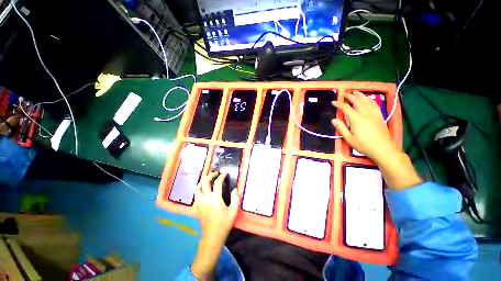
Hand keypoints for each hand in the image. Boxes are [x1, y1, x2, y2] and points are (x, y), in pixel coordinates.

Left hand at [191, 172, 239, 278]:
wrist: (212, 237)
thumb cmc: (224, 224)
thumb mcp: (233, 211)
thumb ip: (235, 198)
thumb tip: (235, 189)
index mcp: (215, 199)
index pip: (217, 183)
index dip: (221, 176)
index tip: (225, 174)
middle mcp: (206, 199)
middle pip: (205, 182)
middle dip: (210, 175)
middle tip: (216, 173)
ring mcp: (200, 203)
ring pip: (197, 188)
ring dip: (202, 181)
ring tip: (208, 179)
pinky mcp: (197, 207)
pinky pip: (195, 195)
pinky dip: (199, 189)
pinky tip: (203, 190)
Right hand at [332, 91, 421, 189]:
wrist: (383, 149)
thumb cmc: (364, 145)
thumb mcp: (349, 139)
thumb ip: (341, 128)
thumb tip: (334, 120)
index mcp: (357, 119)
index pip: (346, 108)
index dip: (339, 104)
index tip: (333, 102)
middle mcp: (366, 114)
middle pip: (357, 101)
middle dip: (350, 96)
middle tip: (344, 93)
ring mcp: (374, 114)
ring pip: (367, 101)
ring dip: (360, 95)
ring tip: (355, 91)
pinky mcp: (380, 116)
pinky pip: (375, 105)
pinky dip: (370, 99)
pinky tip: (368, 98)